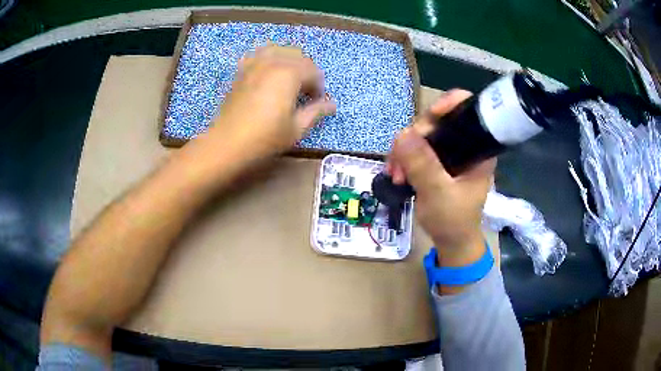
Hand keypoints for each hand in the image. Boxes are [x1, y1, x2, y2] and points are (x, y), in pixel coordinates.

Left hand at [209, 45, 335, 158]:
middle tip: (304, 91)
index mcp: (290, 74)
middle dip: (306, 70)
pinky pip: (258, 54)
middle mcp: (273, 62)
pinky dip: (268, 58)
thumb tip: (332, 104)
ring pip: (279, 49)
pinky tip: (268, 71)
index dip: (318, 87)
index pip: (313, 71)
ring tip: (288, 78)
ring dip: (288, 60)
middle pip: (298, 56)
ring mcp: (255, 64)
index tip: (316, 102)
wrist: (227, 143)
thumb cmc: (265, 138)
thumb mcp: (296, 128)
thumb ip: (316, 112)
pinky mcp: (242, 70)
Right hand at [388, 90, 495, 266]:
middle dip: (414, 137)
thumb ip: (422, 165)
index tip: (427, 121)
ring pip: (421, 134)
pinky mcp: (435, 161)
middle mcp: (464, 144)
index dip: (447, 104)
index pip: (466, 109)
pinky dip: (402, 158)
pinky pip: (414, 148)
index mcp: (477, 148)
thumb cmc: (453, 221)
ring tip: (395, 174)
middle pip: (437, 120)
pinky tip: (395, 174)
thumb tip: (402, 134)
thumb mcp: (438, 194)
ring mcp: (448, 152)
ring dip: (403, 151)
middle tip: (400, 161)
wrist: (451, 242)